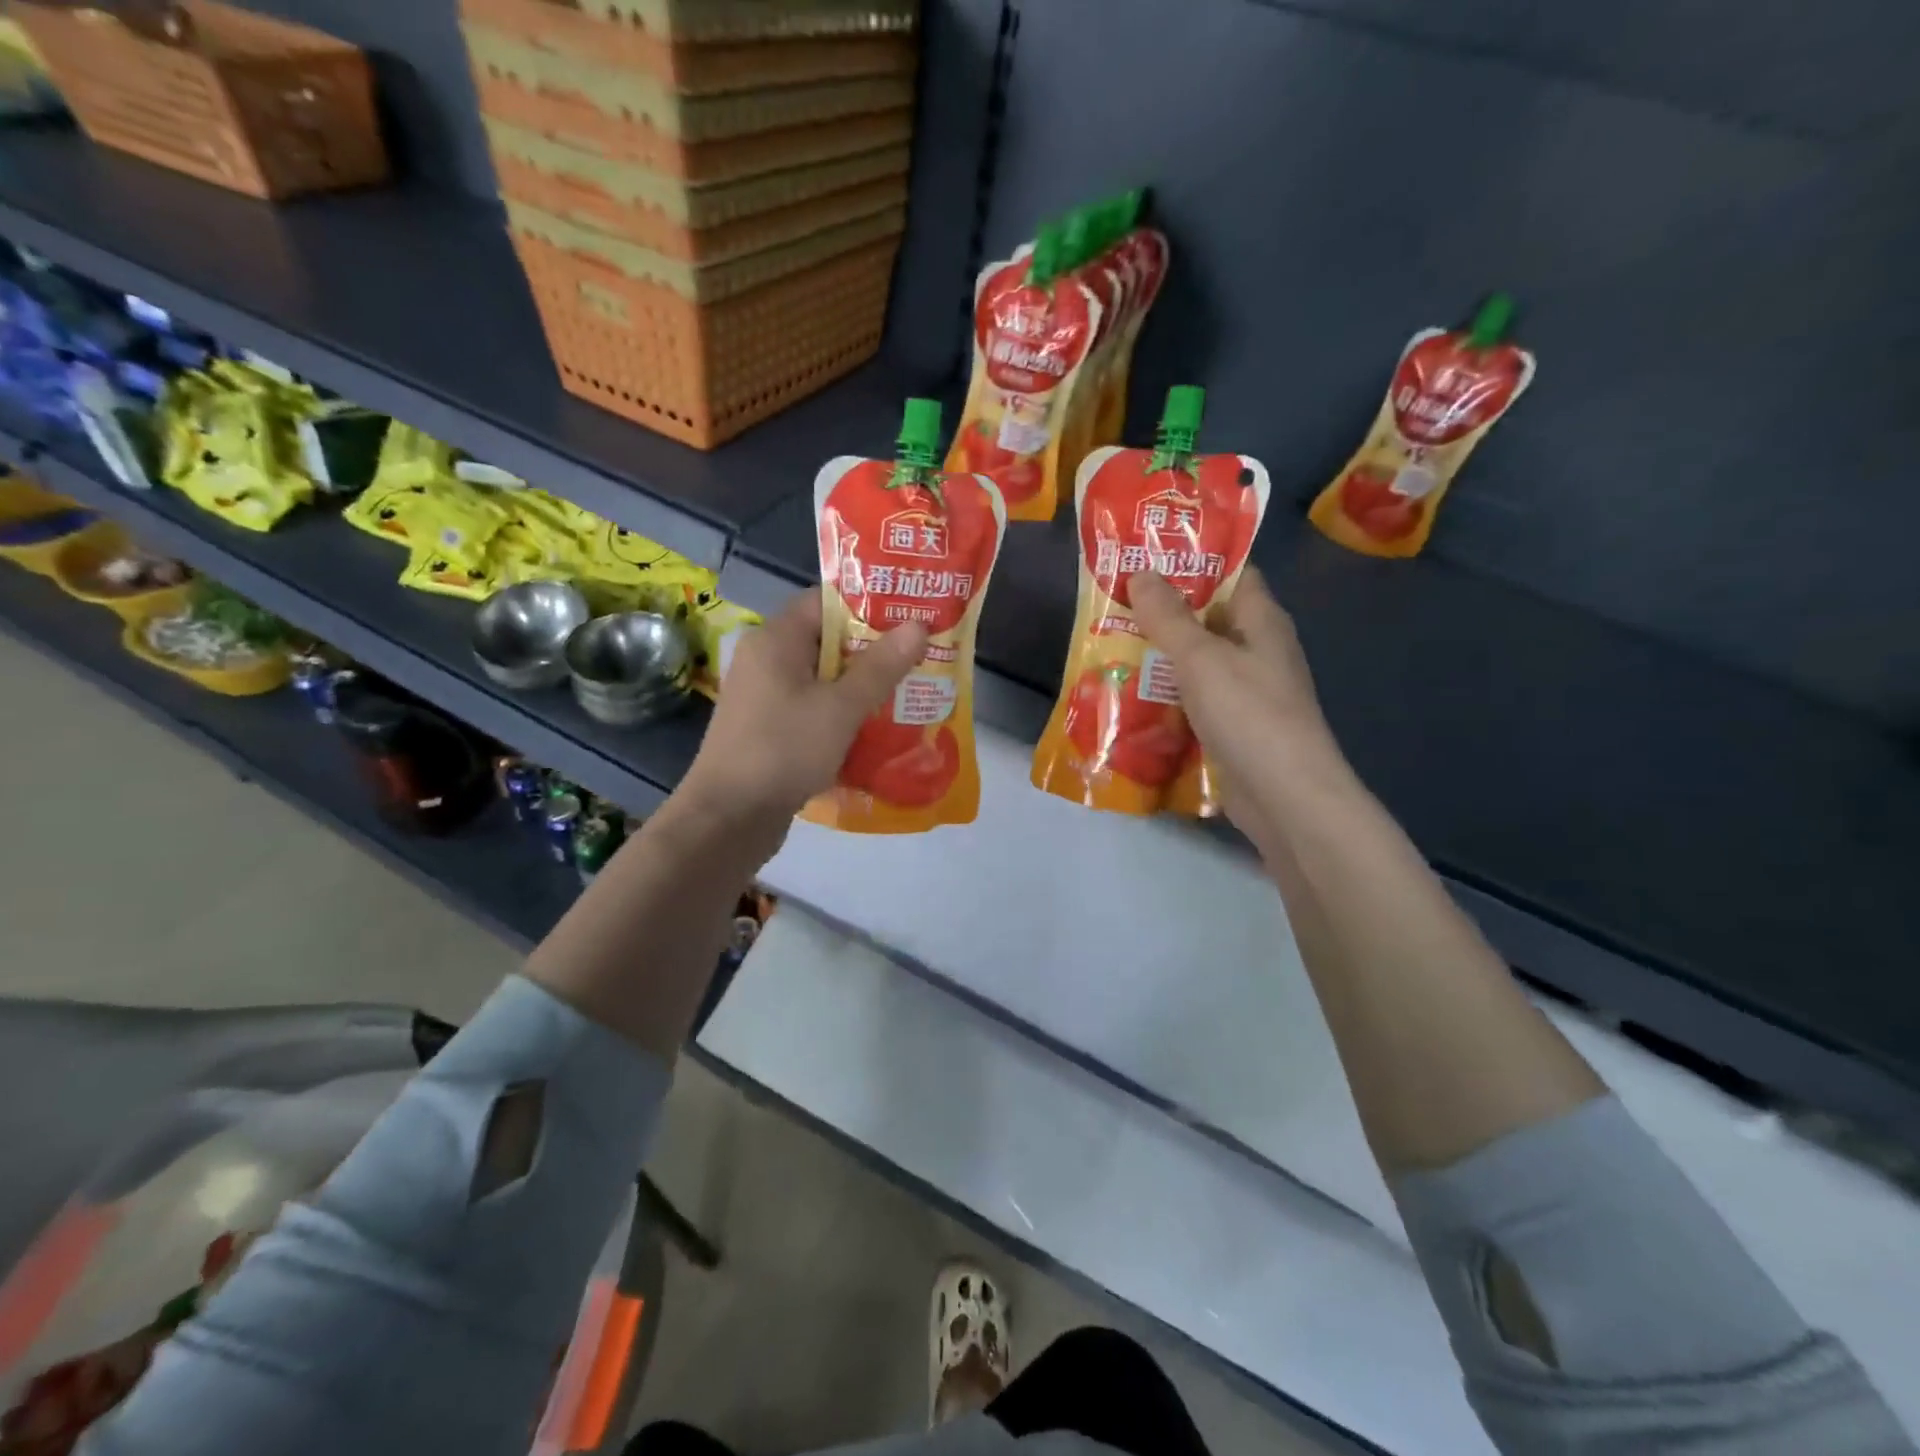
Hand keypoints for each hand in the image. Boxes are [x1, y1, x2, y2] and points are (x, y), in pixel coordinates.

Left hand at [677, 589, 927, 836]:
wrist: (728, 819)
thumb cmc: (784, 750)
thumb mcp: (841, 707)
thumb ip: (881, 666)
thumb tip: (918, 625)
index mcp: (776, 639)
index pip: (826, 602)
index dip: (869, 606)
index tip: (911, 616)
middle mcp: (767, 660)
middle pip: (828, 641)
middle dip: (874, 651)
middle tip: (921, 657)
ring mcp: (766, 697)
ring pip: (824, 679)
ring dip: (862, 686)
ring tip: (910, 692)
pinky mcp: (770, 729)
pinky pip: (814, 709)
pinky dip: (843, 714)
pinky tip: (878, 729)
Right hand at [1128, 568, 1346, 844]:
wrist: (1285, 797)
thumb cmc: (1248, 714)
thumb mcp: (1202, 657)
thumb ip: (1169, 616)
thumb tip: (1142, 572)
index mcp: (1261, 622)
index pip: (1231, 573)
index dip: (1192, 560)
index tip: (1145, 555)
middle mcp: (1257, 652)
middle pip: (1207, 620)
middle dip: (1162, 614)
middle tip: (1111, 604)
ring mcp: (1246, 693)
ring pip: (1195, 665)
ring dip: (1158, 660)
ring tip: (1106, 648)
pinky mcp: (1233, 729)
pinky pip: (1193, 703)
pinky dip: (1165, 700)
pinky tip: (1129, 700)